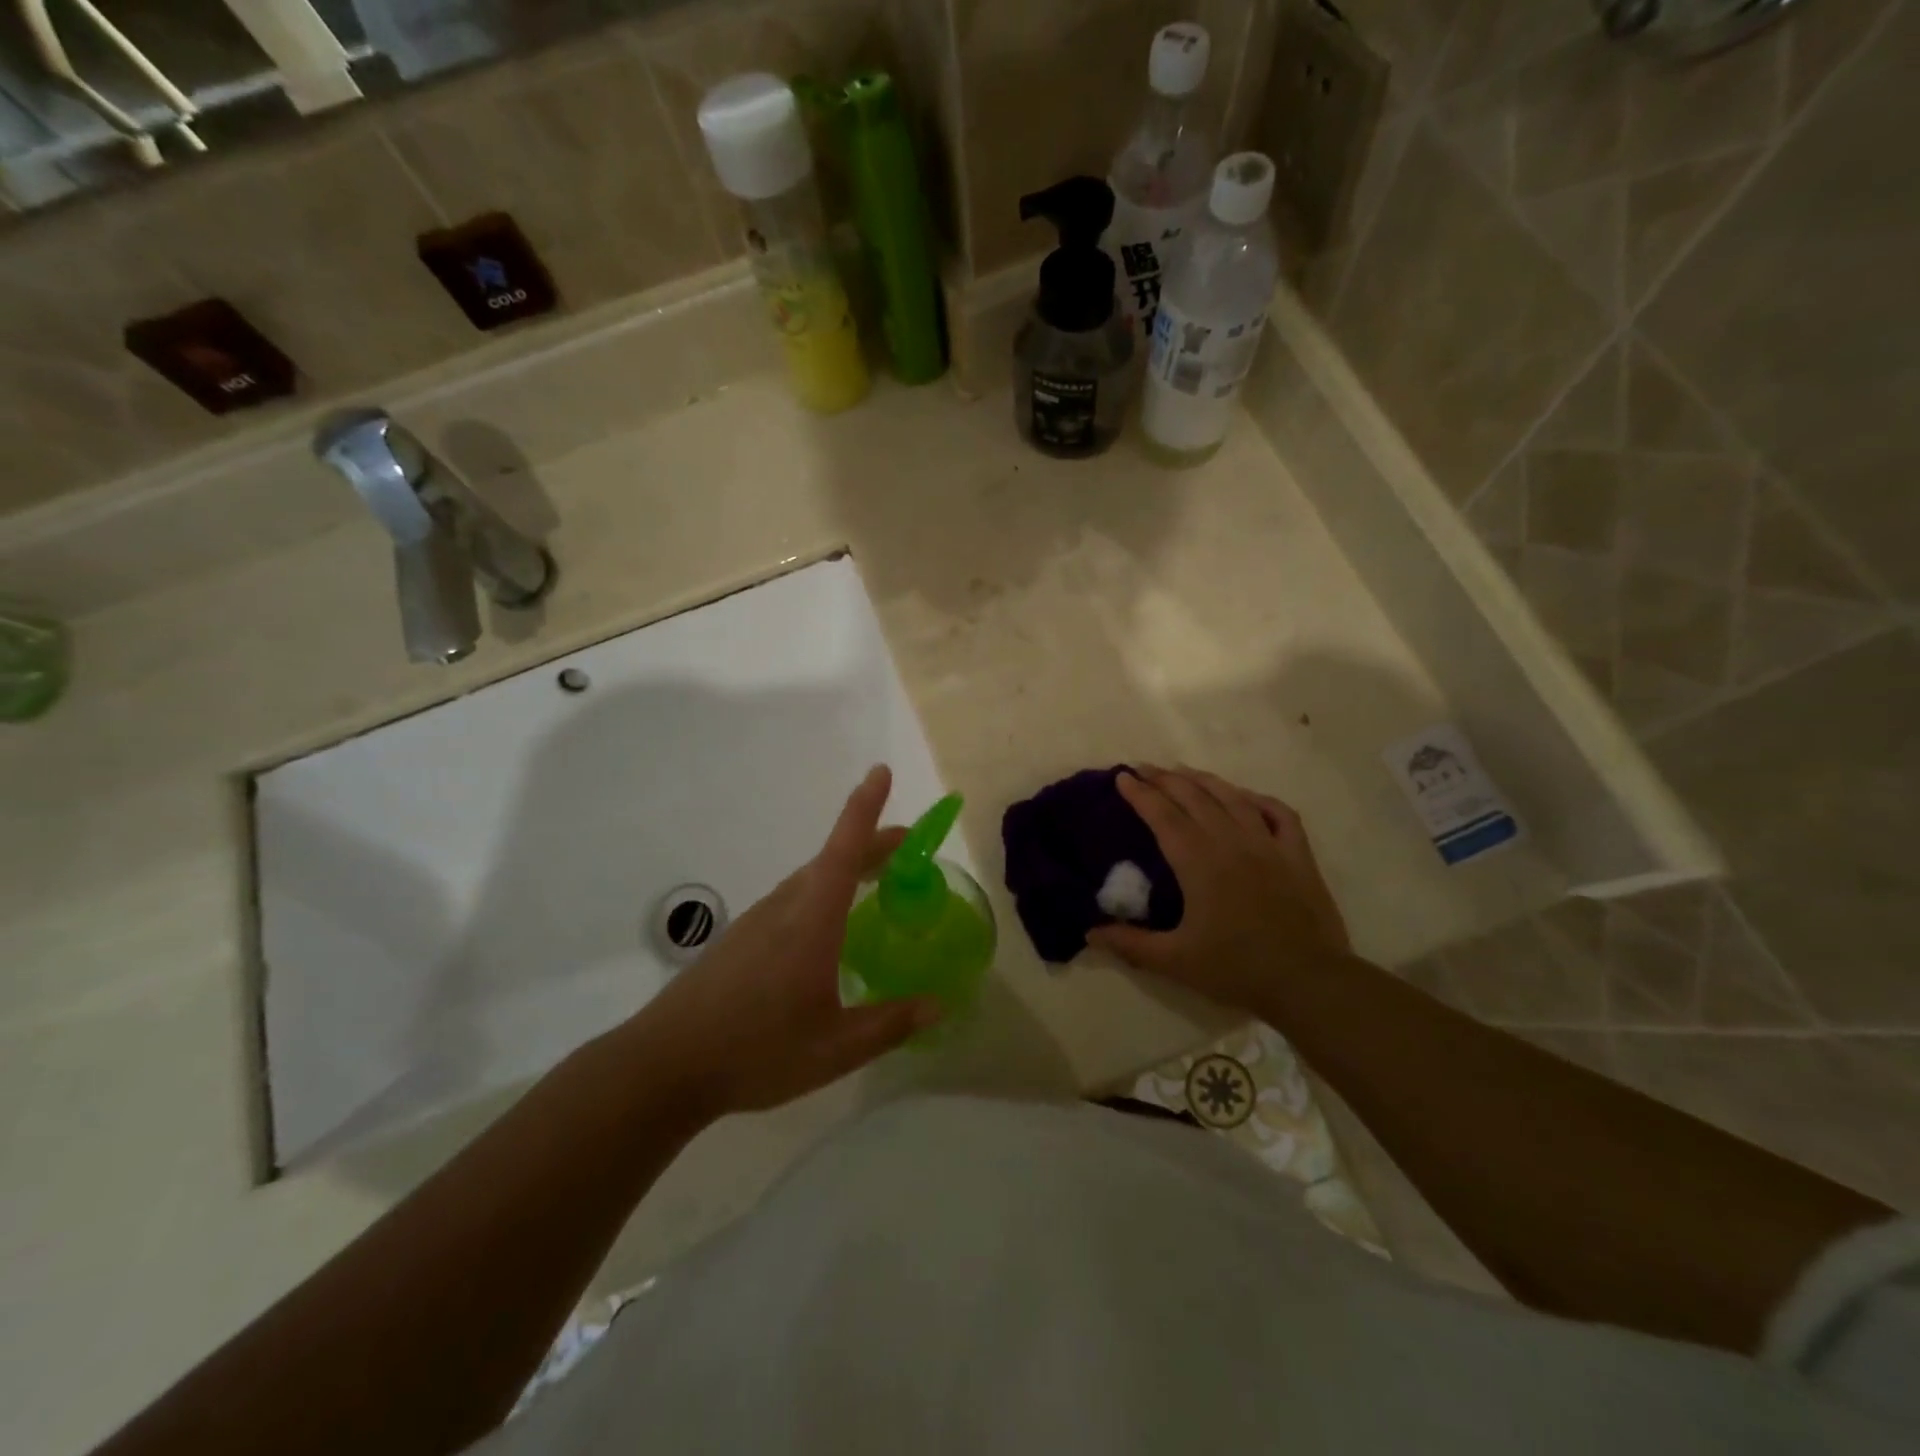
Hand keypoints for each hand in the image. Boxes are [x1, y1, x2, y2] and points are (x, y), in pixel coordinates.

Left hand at [634, 766, 939, 1118]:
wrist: (664, 1065)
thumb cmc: (755, 1051)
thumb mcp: (834, 1049)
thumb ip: (889, 1025)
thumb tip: (937, 1006)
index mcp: (811, 920)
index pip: (844, 850)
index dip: (864, 808)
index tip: (880, 771)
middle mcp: (785, 907)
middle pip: (832, 859)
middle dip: (870, 842)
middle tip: (907, 846)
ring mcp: (758, 921)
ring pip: (811, 878)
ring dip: (847, 868)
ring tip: (875, 880)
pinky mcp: (741, 939)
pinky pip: (793, 899)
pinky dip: (823, 892)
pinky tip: (829, 928)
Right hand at [1089, 766, 1350, 1016]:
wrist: (1309, 982)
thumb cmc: (1237, 969)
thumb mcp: (1175, 962)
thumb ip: (1130, 944)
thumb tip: (1090, 933)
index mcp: (1199, 862)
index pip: (1163, 815)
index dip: (1140, 794)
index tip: (1121, 776)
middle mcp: (1231, 842)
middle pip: (1194, 797)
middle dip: (1165, 779)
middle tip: (1143, 768)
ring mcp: (1268, 845)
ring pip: (1233, 798)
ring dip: (1204, 780)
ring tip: (1183, 771)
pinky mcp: (1297, 856)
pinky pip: (1279, 814)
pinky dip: (1258, 800)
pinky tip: (1245, 797)